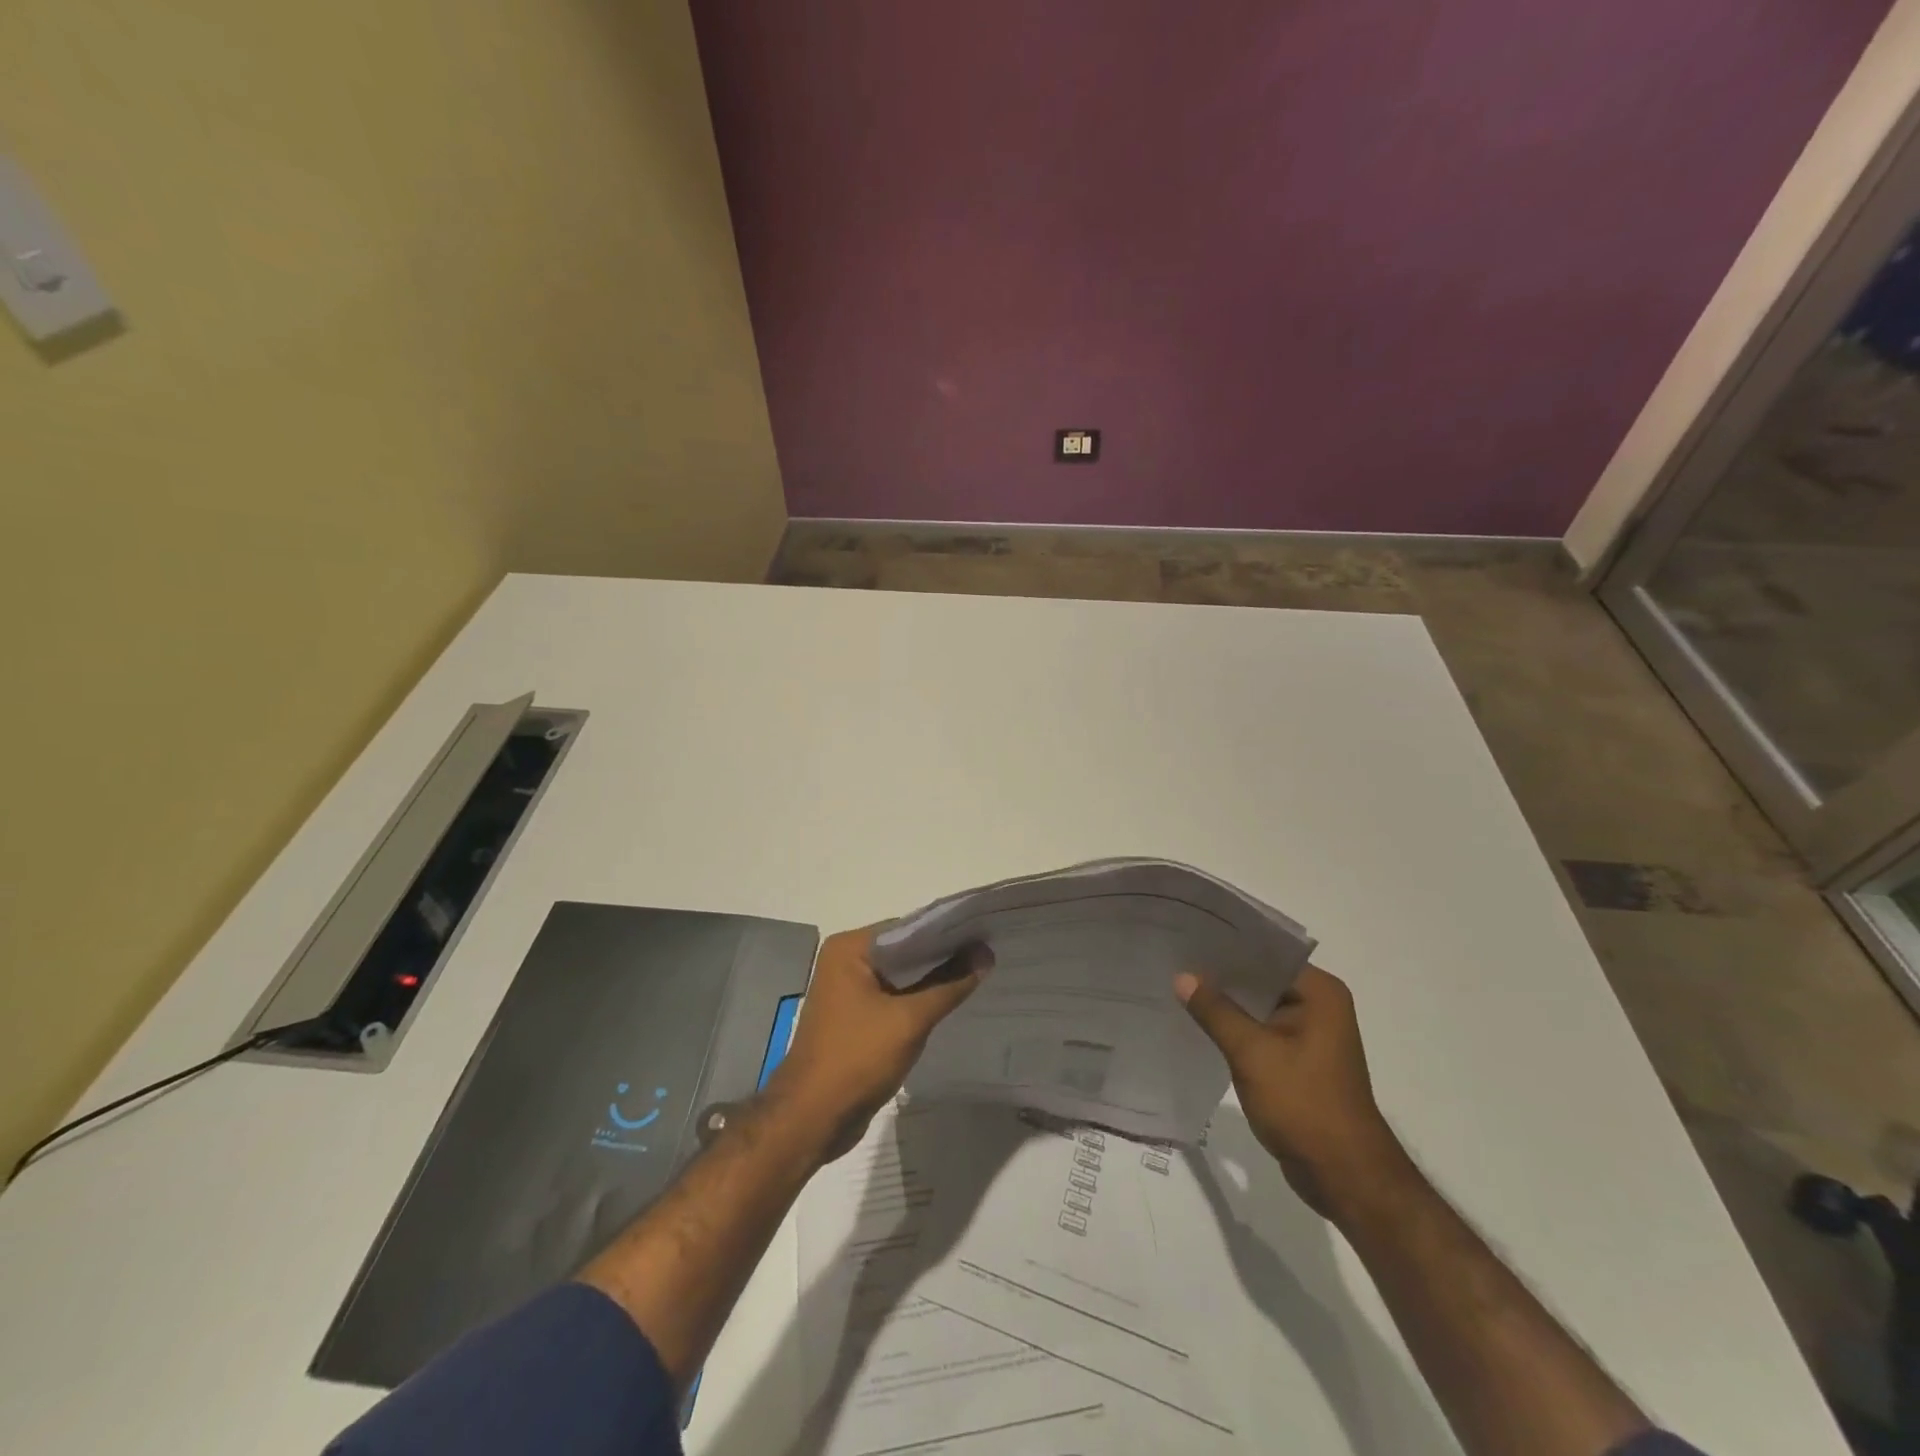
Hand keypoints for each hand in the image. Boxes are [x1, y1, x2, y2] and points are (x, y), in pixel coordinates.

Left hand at [769, 926, 987, 1160]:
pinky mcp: (854, 1017)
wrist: (811, 1119)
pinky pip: (893, 998)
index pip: (908, 928)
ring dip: (932, 979)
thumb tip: (986, 953)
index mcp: (850, 948)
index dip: (947, 932)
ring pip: (901, 977)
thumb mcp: (910, 1020)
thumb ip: (950, 984)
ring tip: (979, 973)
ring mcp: (848, 990)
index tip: (985, 933)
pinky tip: (950, 1003)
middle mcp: (845, 961)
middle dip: (943, 955)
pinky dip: (918, 1000)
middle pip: (904, 951)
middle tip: (989, 953)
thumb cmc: (857, 1059)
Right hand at [1175, 964, 1410, 1219]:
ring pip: (1257, 1007)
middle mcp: (1319, 1006)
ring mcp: (1309, 1035)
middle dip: (1220, 975)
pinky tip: (1198, 1024)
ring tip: (1177, 987)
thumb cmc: (1304, 1104)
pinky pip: (1259, 1032)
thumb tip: (1182, 976)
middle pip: (1260, 979)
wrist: (1344, 1177)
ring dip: (1225, 1004)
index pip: (1265, 954)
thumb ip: (1216, 1011)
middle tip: (1172, 960)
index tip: (1186, 938)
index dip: (1226, 946)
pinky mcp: (1298, 1060)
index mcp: (1319, 992)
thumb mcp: (1252, 1053)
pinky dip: (1234, 1029)